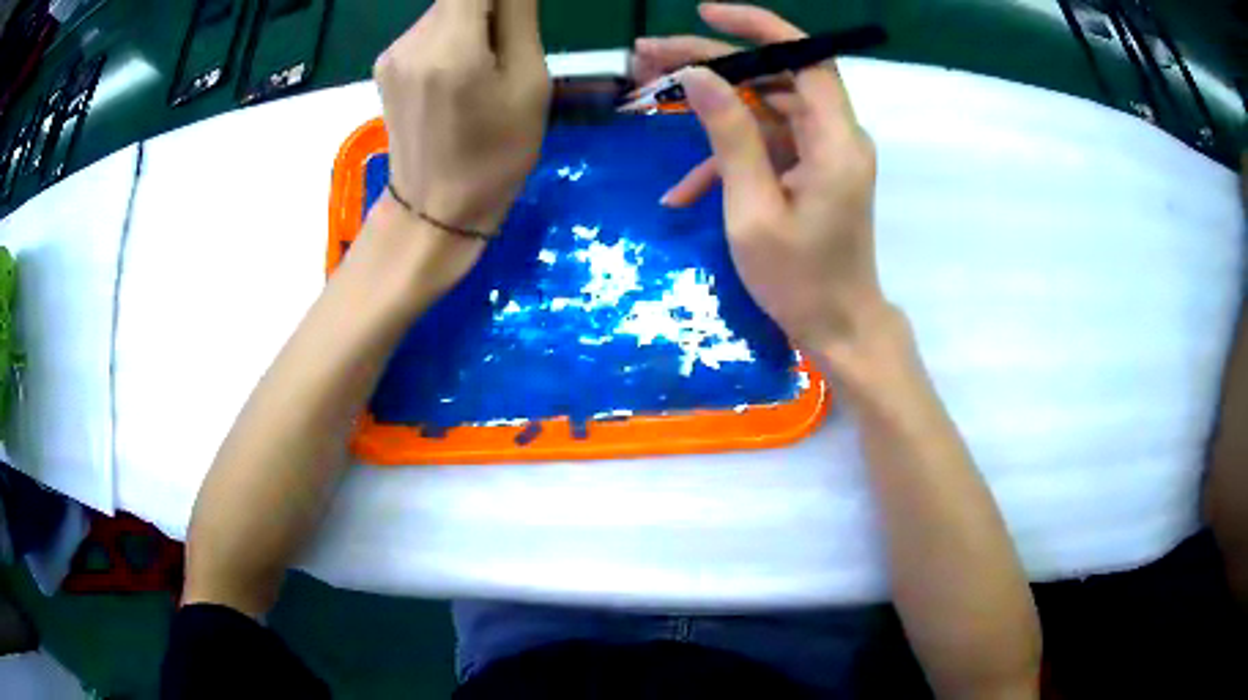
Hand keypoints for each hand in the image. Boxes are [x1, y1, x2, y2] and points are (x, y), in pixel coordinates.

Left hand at [373, 0, 550, 236]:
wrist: (434, 211)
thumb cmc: (495, 155)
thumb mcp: (528, 83)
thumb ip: (519, 16)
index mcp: (451, 45)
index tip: (516, 14)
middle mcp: (411, 40)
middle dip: (492, 6)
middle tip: (511, 45)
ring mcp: (392, 52)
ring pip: (444, 9)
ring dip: (473, 20)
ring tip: (485, 67)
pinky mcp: (384, 65)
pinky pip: (427, 30)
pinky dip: (452, 36)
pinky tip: (459, 74)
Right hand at [668, 3, 888, 357]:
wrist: (838, 328)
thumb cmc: (800, 281)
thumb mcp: (754, 209)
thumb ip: (729, 136)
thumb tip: (697, 75)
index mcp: (835, 141)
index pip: (804, 57)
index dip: (758, 27)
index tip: (705, 13)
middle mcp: (835, 136)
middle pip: (774, 77)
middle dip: (712, 63)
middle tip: (648, 57)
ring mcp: (821, 154)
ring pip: (764, 108)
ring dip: (709, 106)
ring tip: (647, 96)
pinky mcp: (808, 171)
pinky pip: (765, 147)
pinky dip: (726, 159)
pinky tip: (681, 191)